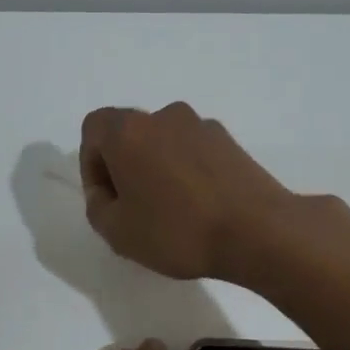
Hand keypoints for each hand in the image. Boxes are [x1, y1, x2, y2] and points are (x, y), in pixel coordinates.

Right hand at [79, 103, 297, 280]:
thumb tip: (106, 193)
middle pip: (130, 134)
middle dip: (124, 167)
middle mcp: (164, 117)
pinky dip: (186, 172)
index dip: (91, 164)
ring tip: (170, 212)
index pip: (93, 129)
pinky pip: (193, 152)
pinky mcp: (231, 142)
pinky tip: (199, 208)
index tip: (106, 199)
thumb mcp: (118, 232)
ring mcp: (202, 126)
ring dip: (157, 170)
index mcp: (129, 131)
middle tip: (133, 209)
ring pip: (163, 143)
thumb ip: (97, 207)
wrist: (258, 231)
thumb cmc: (177, 231)